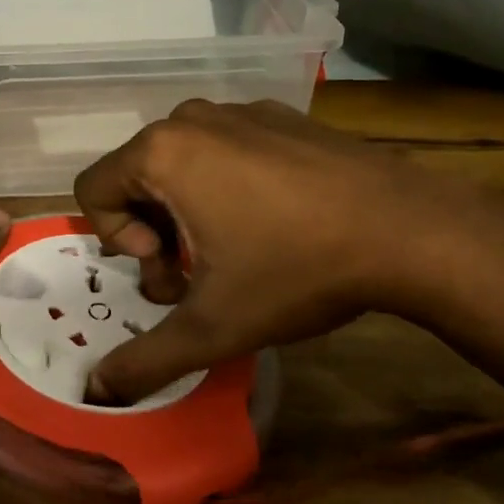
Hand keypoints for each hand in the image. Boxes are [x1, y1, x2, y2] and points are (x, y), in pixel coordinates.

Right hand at [74, 99, 503, 402]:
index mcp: (161, 152)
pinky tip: (277, 220)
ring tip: (239, 250)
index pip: (93, 191)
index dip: (119, 241)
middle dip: (154, 230)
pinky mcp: (280, 115)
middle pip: (136, 177)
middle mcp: (191, 119)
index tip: (171, 270)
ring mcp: (240, 110)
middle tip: (200, 272)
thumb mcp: (212, 326)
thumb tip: (95, 393)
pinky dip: (228, 184)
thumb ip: (145, 359)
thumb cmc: (295, 269)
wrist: (410, 230)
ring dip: (189, 209)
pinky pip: (226, 148)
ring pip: (181, 162)